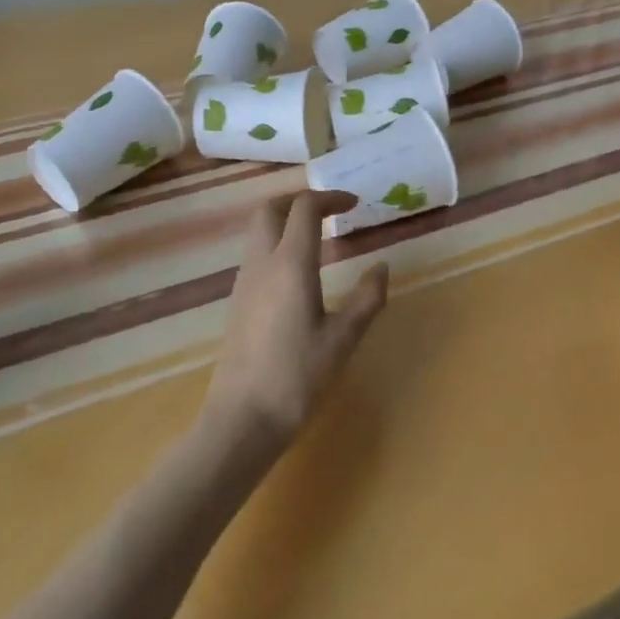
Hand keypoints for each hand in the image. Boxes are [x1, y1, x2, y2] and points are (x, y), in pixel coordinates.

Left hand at [202, 190, 389, 447]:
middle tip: (330, 210)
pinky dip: (276, 243)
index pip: (304, 209)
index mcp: (290, 265)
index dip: (330, 198)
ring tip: (318, 236)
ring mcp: (244, 283)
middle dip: (299, 199)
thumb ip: (367, 299)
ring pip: (258, 231)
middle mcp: (261, 264)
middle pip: (269, 209)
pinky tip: (298, 271)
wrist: (241, 420)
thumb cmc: (297, 378)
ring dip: (285, 221)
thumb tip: (382, 267)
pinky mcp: (237, 302)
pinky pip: (255, 254)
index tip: (354, 204)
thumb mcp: (343, 339)